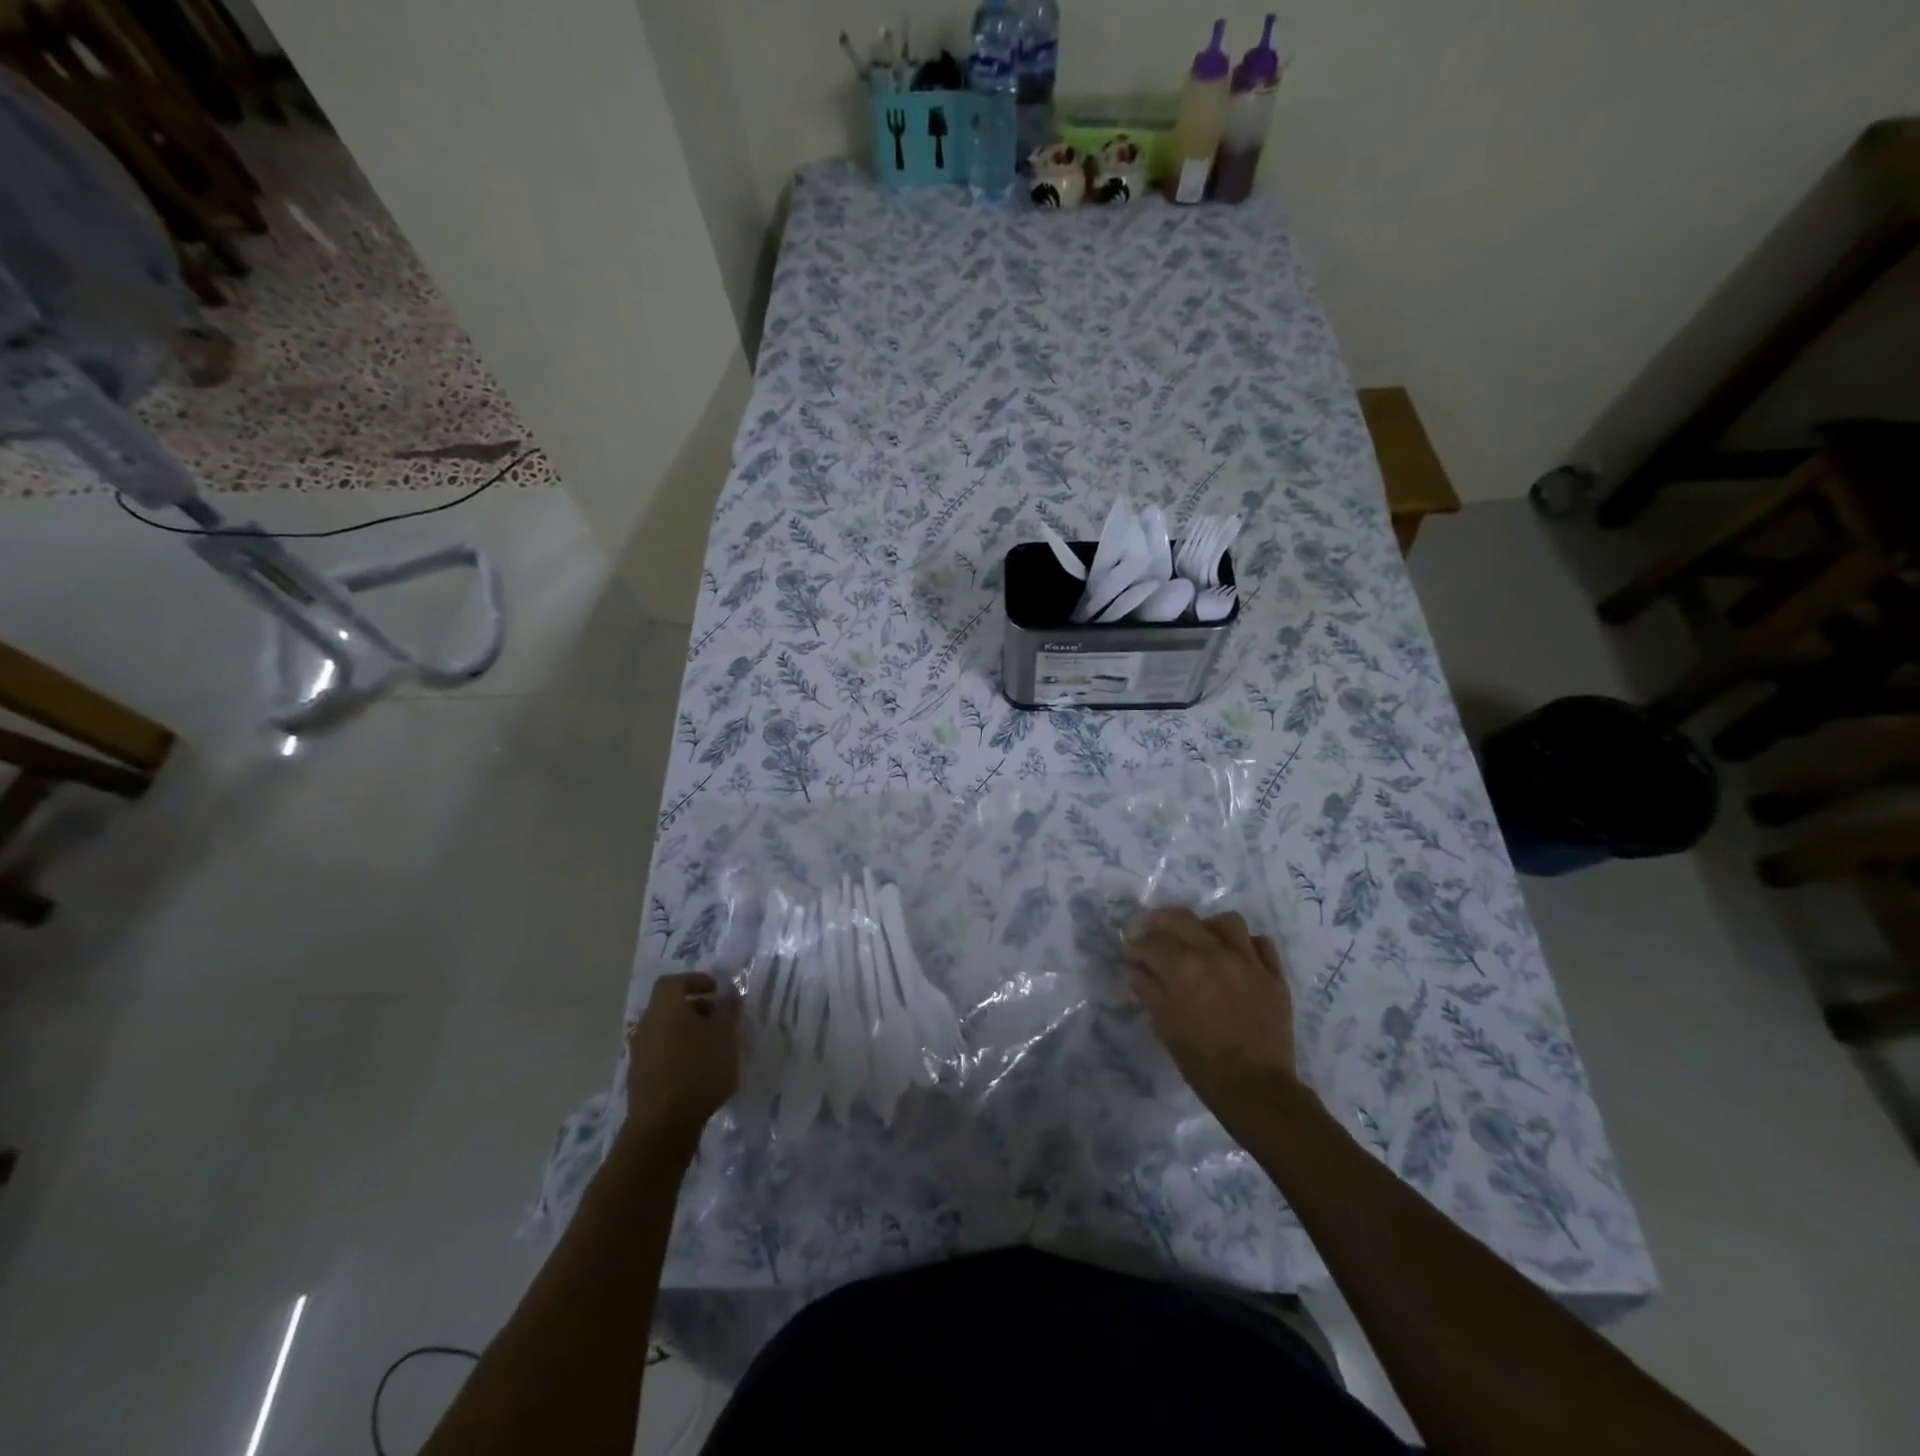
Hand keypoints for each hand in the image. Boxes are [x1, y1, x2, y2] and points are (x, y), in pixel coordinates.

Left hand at [621, 972, 739, 1157]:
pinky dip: (679, 1053)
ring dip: (688, 1033)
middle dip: (696, 1008)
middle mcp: (646, 1025)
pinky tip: (698, 1071)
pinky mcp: (639, 1079)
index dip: (695, 980)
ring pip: (665, 1032)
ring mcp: (639, 1054)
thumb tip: (728, 995)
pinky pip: (661, 1054)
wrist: (662, 1126)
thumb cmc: (698, 1070)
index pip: (674, 981)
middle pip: (669, 1007)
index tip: (716, 989)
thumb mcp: (726, 1035)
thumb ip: (728, 1010)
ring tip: (713, 1047)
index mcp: (665, 1008)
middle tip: (720, 1019)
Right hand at [1123, 908, 1296, 1129]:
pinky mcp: (1274, 975)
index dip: (1135, 944)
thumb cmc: (1203, 1062)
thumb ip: (1149, 991)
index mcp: (1184, 968)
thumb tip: (1137, 970)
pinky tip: (1236, 957)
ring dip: (1208, 927)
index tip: (1129, 949)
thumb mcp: (1165, 1026)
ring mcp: (1249, 962)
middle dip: (1160, 920)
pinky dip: (1246, 945)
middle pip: (1183, 919)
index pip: (1152, 942)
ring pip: (1227, 922)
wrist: (1256, 1088)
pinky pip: (1262, 944)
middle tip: (1151, 930)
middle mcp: (1215, 954)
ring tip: (1201, 940)